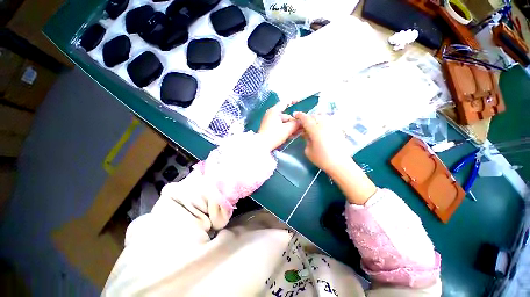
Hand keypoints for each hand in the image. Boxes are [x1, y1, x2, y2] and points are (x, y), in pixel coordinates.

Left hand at [258, 101, 300, 151]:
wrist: (262, 145)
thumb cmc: (274, 135)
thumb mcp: (287, 129)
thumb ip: (296, 124)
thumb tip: (302, 121)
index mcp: (274, 111)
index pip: (285, 103)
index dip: (293, 101)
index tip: (299, 101)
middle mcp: (271, 114)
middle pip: (286, 116)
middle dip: (294, 122)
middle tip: (301, 129)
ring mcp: (269, 121)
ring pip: (283, 122)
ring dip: (290, 127)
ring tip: (296, 134)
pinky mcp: (269, 128)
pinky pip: (279, 126)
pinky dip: (285, 130)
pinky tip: (290, 136)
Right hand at [294, 111, 375, 204]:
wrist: (340, 164)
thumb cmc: (322, 159)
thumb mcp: (308, 150)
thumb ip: (306, 139)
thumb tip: (306, 133)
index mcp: (315, 130)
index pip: (306, 119)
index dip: (299, 116)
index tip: (295, 115)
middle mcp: (325, 125)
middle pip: (314, 116)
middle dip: (307, 118)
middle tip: (303, 124)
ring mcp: (333, 126)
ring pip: (322, 117)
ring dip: (315, 119)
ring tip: (313, 126)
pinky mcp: (338, 129)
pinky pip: (329, 121)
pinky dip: (323, 122)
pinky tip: (321, 129)